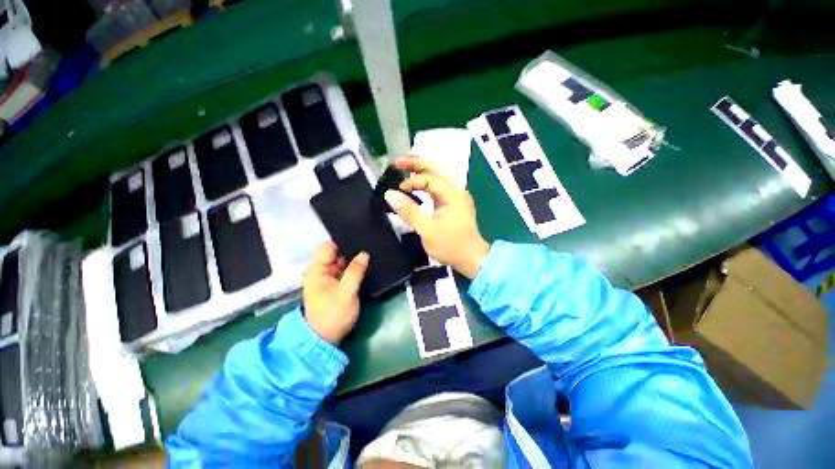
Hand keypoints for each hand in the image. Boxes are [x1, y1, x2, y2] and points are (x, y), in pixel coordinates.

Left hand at [302, 242, 369, 344]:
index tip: (361, 238)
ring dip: (352, 263)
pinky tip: (364, 270)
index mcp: (317, 270)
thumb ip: (355, 271)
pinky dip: (351, 272)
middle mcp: (319, 272)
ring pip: (340, 265)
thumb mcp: (347, 292)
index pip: (329, 246)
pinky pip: (342, 275)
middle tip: (370, 247)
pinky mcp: (331, 289)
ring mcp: (325, 281)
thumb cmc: (332, 314)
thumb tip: (364, 254)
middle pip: (335, 254)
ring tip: (370, 257)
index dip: (343, 241)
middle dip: (351, 251)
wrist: (324, 338)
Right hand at [384, 156, 489, 278]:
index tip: (398, 190)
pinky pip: (438, 187)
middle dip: (416, 164)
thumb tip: (389, 194)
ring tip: (403, 168)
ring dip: (420, 172)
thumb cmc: (451, 245)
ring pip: (437, 177)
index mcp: (453, 194)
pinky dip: (425, 183)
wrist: (472, 259)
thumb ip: (408, 210)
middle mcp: (456, 190)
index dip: (412, 181)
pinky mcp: (453, 204)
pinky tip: (415, 185)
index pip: (429, 178)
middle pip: (435, 170)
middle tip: (397, 162)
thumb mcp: (427, 229)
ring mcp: (456, 196)